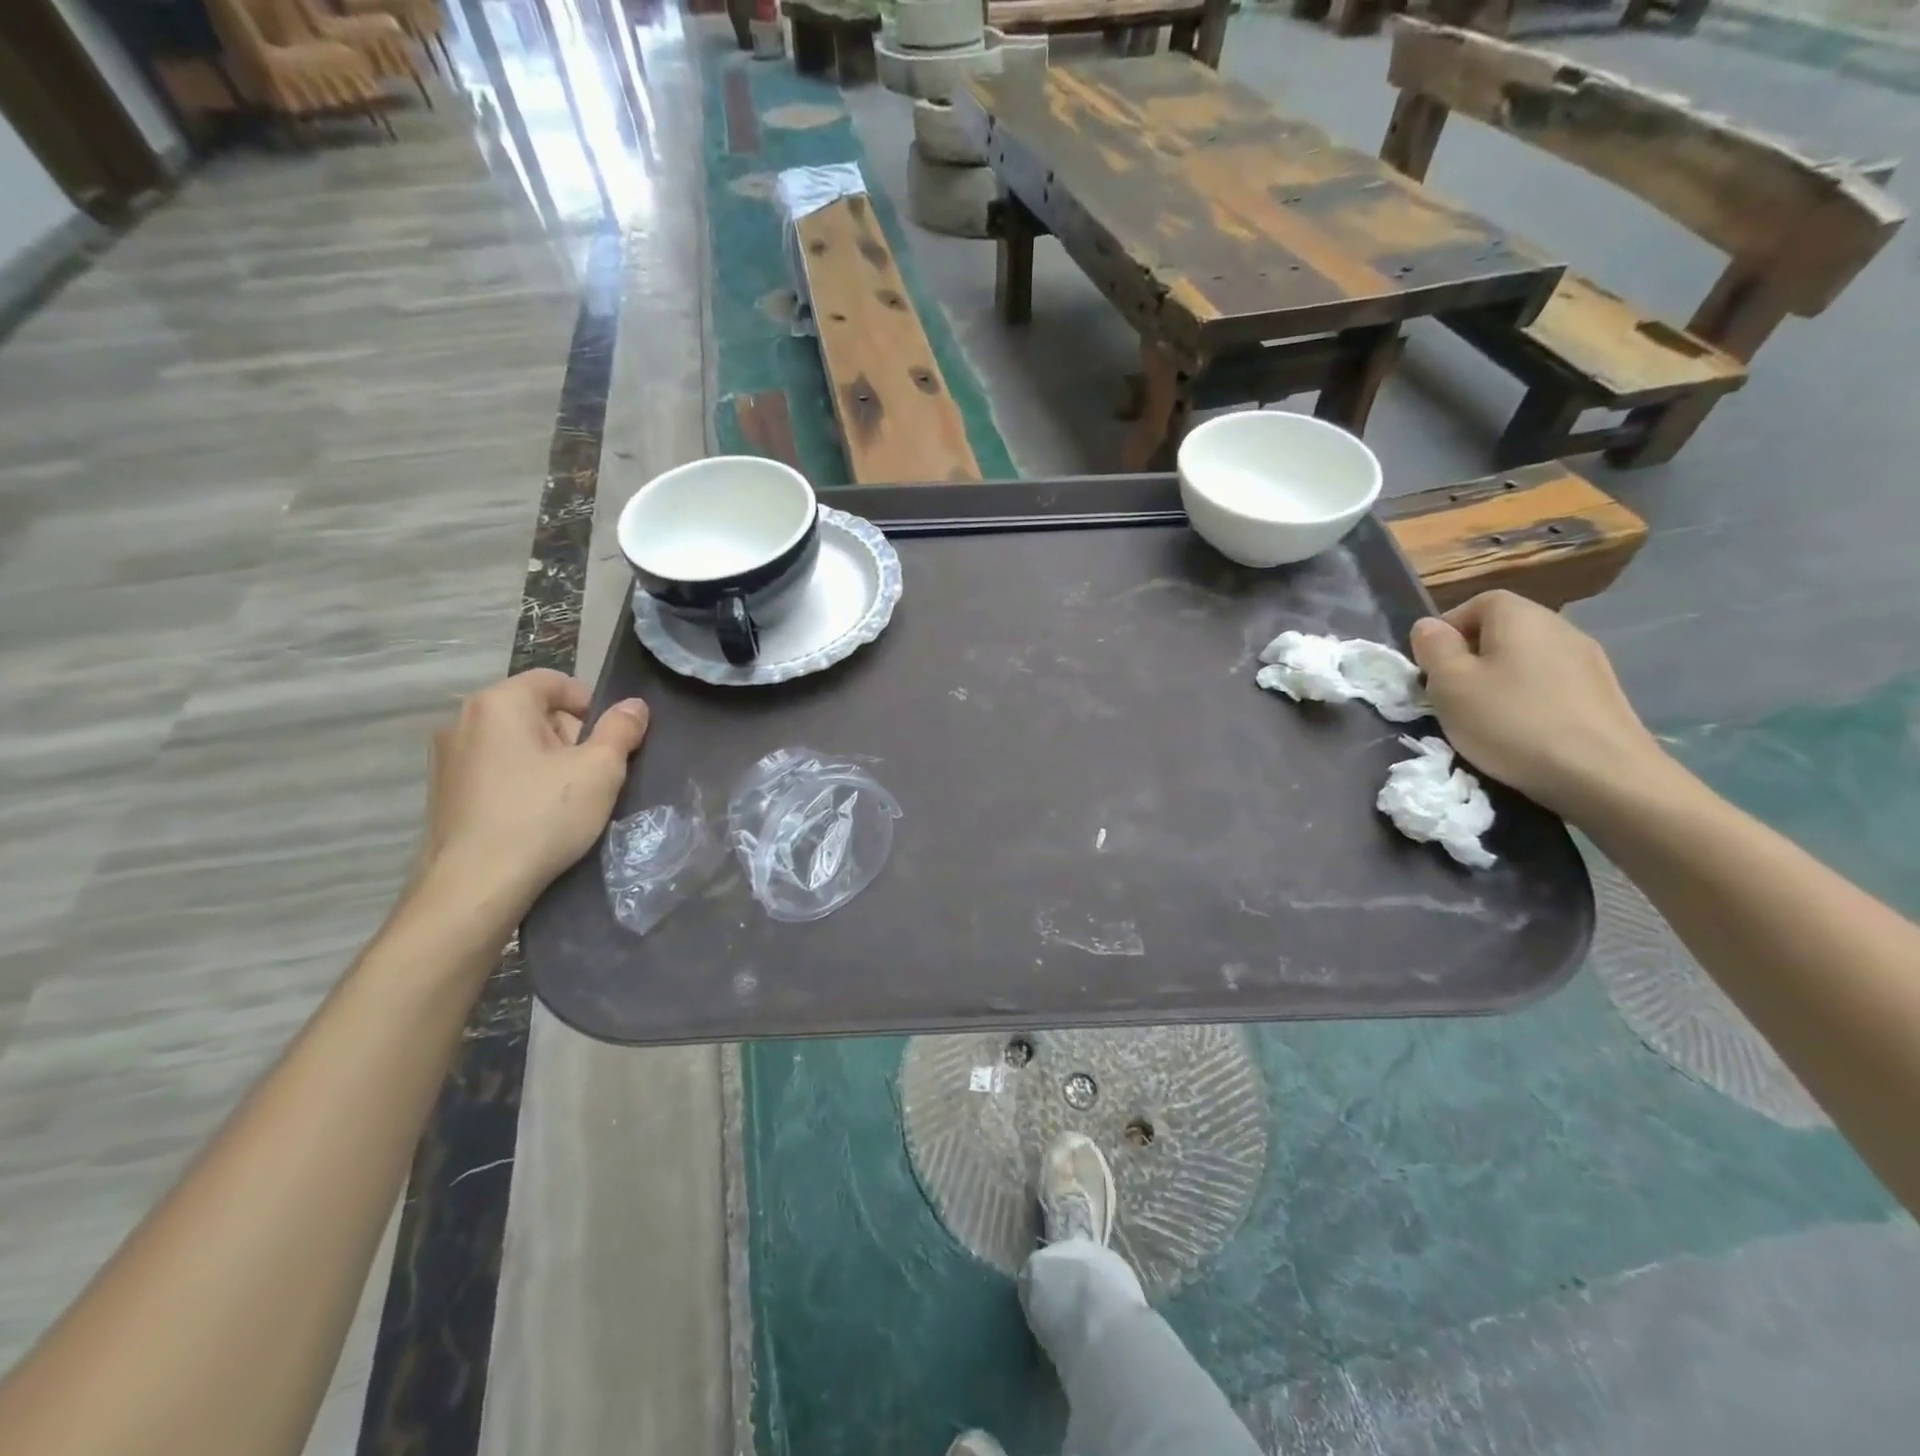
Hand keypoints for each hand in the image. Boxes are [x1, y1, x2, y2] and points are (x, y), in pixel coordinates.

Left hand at [421, 669, 650, 907]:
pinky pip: (494, 770)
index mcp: (500, 703)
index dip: (592, 705)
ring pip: (515, 743)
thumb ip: (621, 729)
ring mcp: (447, 758)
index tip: (609, 743)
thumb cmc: (542, 816)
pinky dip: (520, 782)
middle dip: (570, 736)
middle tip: (591, 775)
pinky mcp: (442, 792)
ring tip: (566, 800)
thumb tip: (634, 706)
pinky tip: (535, 816)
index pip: (556, 681)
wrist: (475, 886)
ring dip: (547, 761)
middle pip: (535, 711)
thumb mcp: (600, 769)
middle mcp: (464, 720)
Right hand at [1409, 591, 1666, 817]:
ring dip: (1499, 681)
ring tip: (1484, 718)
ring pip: (1527, 660)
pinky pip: (1550, 685)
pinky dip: (1529, 701)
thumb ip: (1433, 648)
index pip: (1477, 603)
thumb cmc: (1511, 721)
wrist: (1603, 775)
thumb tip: (1429, 627)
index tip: (1430, 666)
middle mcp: (1560, 627)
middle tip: (1450, 695)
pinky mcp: (1602, 695)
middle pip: (1503, 631)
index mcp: (1521, 616)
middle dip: (1471, 658)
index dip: (1447, 630)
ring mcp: (1589, 661)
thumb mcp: (1450, 684)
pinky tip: (1522, 733)